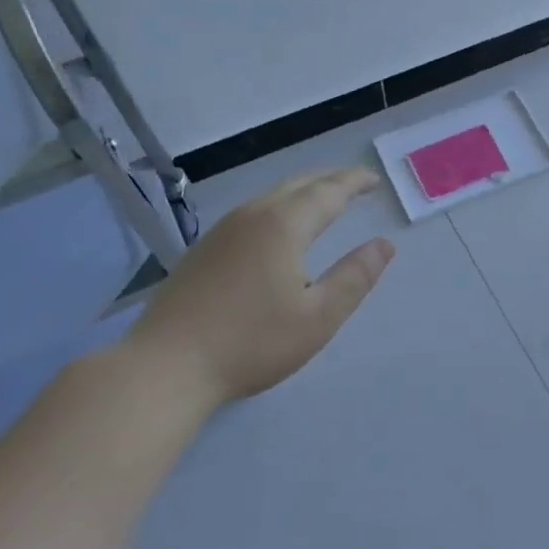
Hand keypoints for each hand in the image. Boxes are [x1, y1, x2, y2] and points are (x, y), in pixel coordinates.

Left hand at [121, 169, 395, 407]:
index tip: (374, 180)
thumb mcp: (318, 317)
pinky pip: (252, 212)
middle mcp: (252, 216)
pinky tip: (278, 229)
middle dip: (330, 181)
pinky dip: (279, 207)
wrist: (164, 367)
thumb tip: (384, 245)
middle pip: (298, 185)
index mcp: (284, 225)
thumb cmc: (250, 343)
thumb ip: (355, 277)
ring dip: (303, 192)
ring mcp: (222, 231)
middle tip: (354, 185)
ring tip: (322, 201)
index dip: (354, 183)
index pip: (328, 192)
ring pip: (271, 196)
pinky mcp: (203, 250)